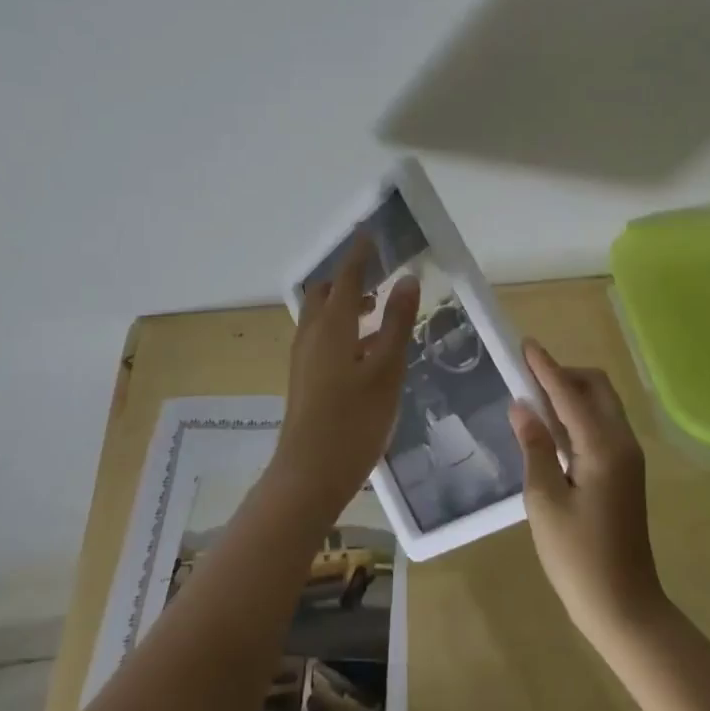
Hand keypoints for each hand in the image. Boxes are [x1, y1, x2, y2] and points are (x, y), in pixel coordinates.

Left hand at [273, 238, 419, 516]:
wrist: (308, 476)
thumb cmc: (354, 421)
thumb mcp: (386, 370)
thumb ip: (396, 323)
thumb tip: (406, 279)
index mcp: (332, 326)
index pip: (346, 277)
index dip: (359, 255)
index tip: (371, 234)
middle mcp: (311, 334)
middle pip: (325, 293)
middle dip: (348, 278)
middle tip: (378, 274)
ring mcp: (303, 358)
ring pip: (321, 316)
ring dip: (345, 303)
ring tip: (378, 309)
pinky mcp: (304, 378)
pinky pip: (321, 336)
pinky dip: (342, 326)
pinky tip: (366, 349)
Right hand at [510, 341, 666, 652]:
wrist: (624, 607)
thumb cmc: (577, 557)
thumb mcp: (544, 501)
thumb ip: (534, 447)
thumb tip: (521, 406)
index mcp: (603, 447)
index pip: (569, 392)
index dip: (545, 367)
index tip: (525, 343)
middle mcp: (622, 443)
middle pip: (596, 388)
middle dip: (563, 375)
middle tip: (526, 377)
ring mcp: (627, 458)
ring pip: (601, 406)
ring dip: (570, 394)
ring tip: (532, 397)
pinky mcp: (625, 473)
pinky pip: (601, 426)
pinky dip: (577, 416)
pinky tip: (550, 428)